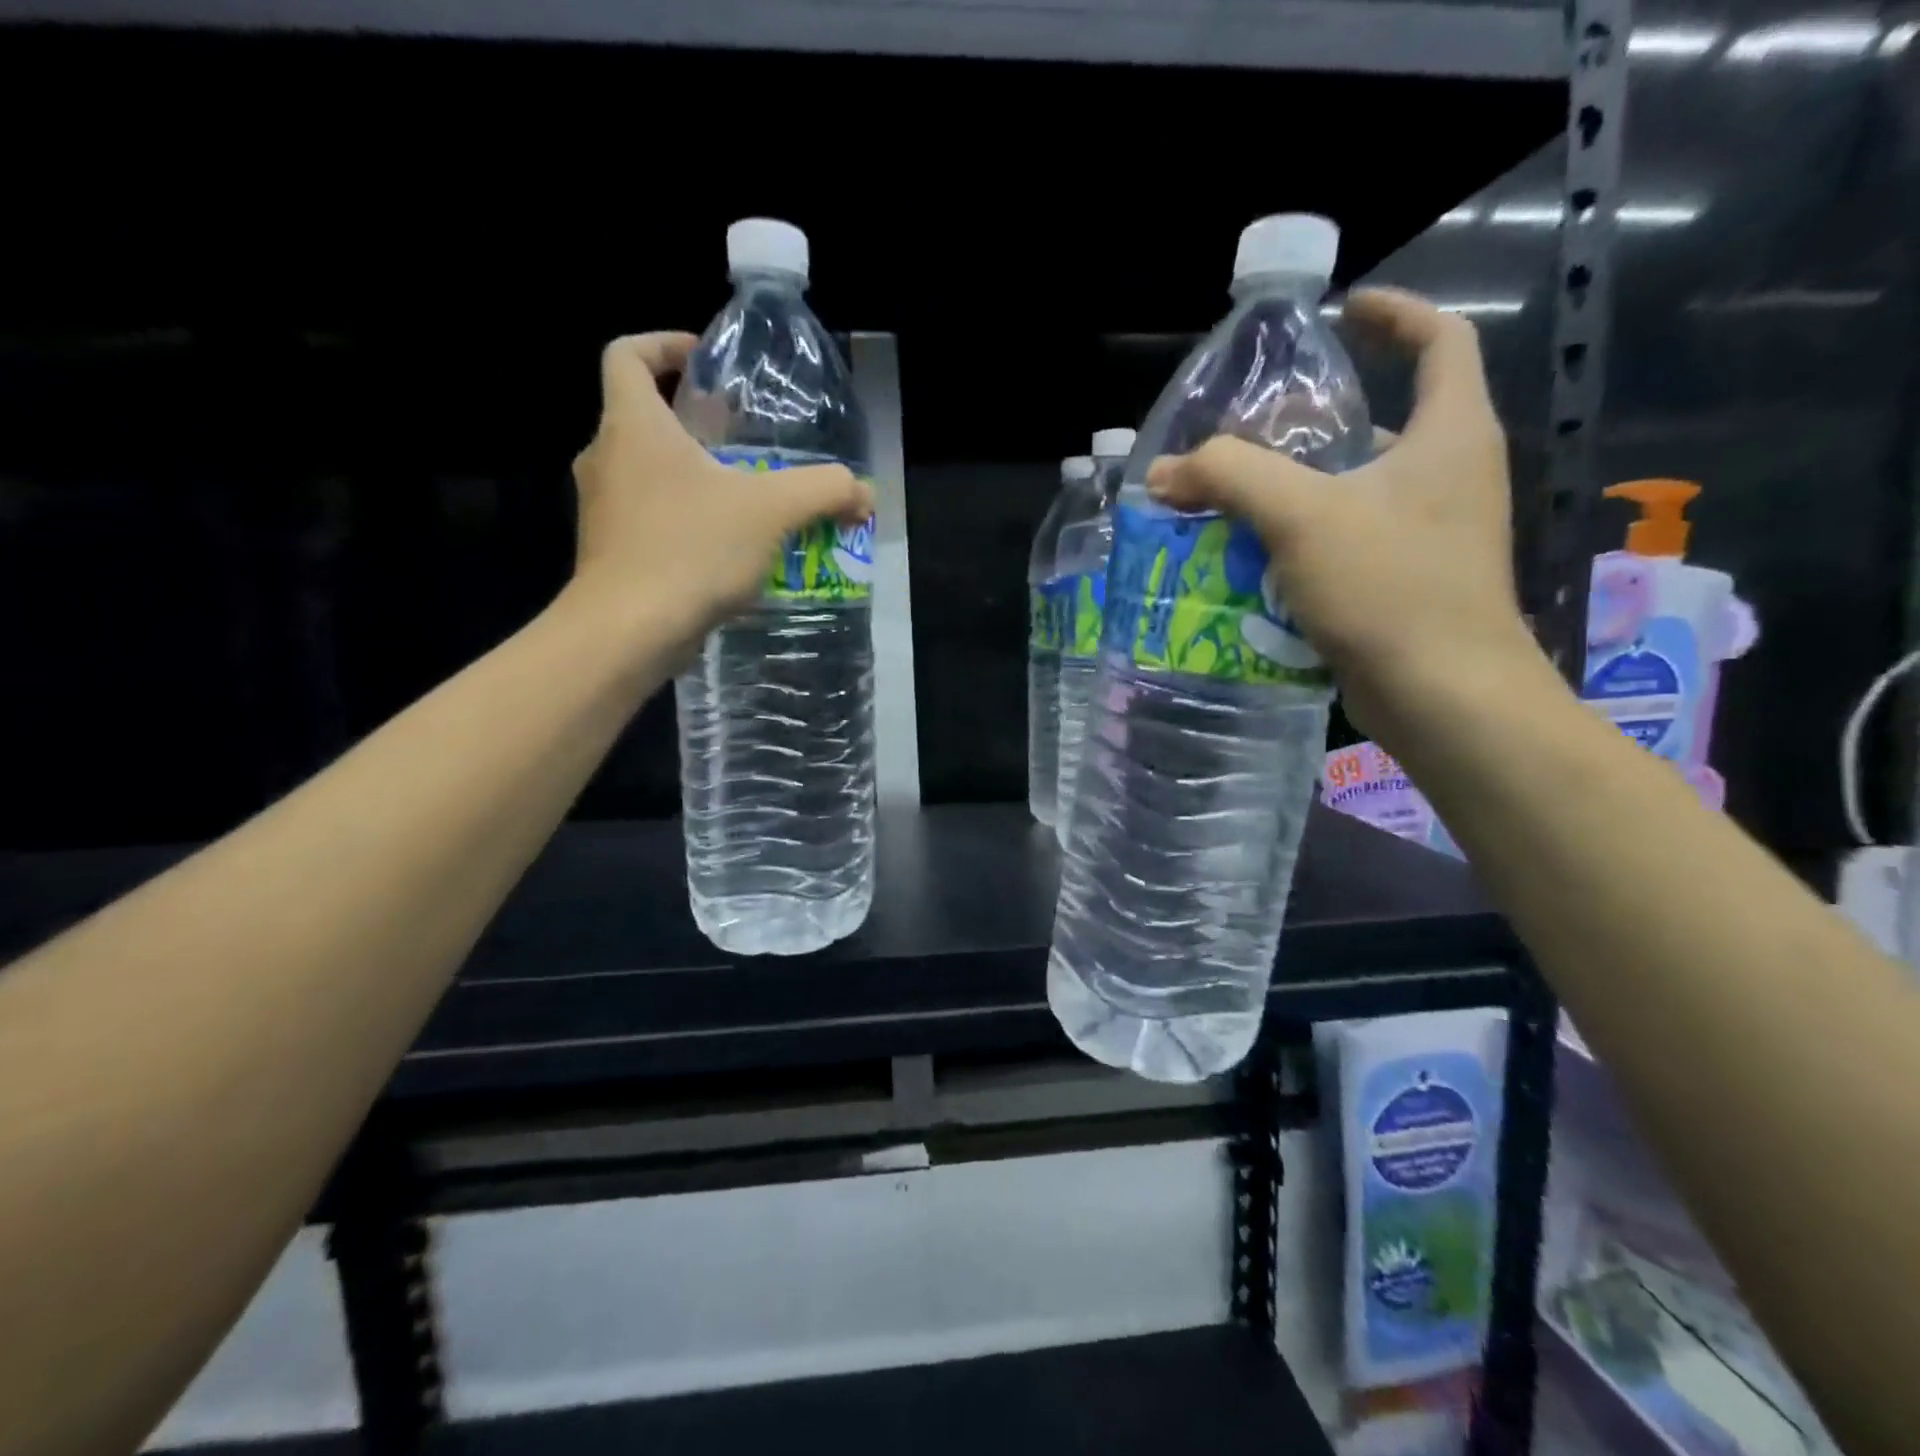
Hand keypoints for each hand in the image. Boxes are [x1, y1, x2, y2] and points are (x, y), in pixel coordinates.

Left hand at [569, 332, 873, 642]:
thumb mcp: (772, 511)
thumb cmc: (691, 550)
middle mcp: (606, 457)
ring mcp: (602, 509)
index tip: (706, 363)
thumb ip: (825, 490)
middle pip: (644, 417)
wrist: (628, 631)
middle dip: (695, 423)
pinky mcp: (609, 553)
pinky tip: (725, 552)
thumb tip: (864, 493)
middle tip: (746, 442)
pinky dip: (684, 521)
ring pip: (647, 473)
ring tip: (745, 502)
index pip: (628, 355)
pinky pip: (649, 519)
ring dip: (693, 477)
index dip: (664, 345)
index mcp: (633, 424)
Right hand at [1144, 288, 1541, 745]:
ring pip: (1354, 492)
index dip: (1395, 314)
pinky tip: (1251, 562)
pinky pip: (1347, 543)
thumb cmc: (1389, 588)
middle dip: (1311, 425)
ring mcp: (1432, 534)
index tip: (1343, 310)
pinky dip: (1301, 543)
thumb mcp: (1301, 516)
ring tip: (1230, 502)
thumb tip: (1165, 472)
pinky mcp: (1408, 582)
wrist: (1443, 695)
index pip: (1440, 341)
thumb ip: (1230, 477)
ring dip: (1295, 492)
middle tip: (1246, 436)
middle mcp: (1450, 475)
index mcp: (1449, 434)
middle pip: (1379, 424)